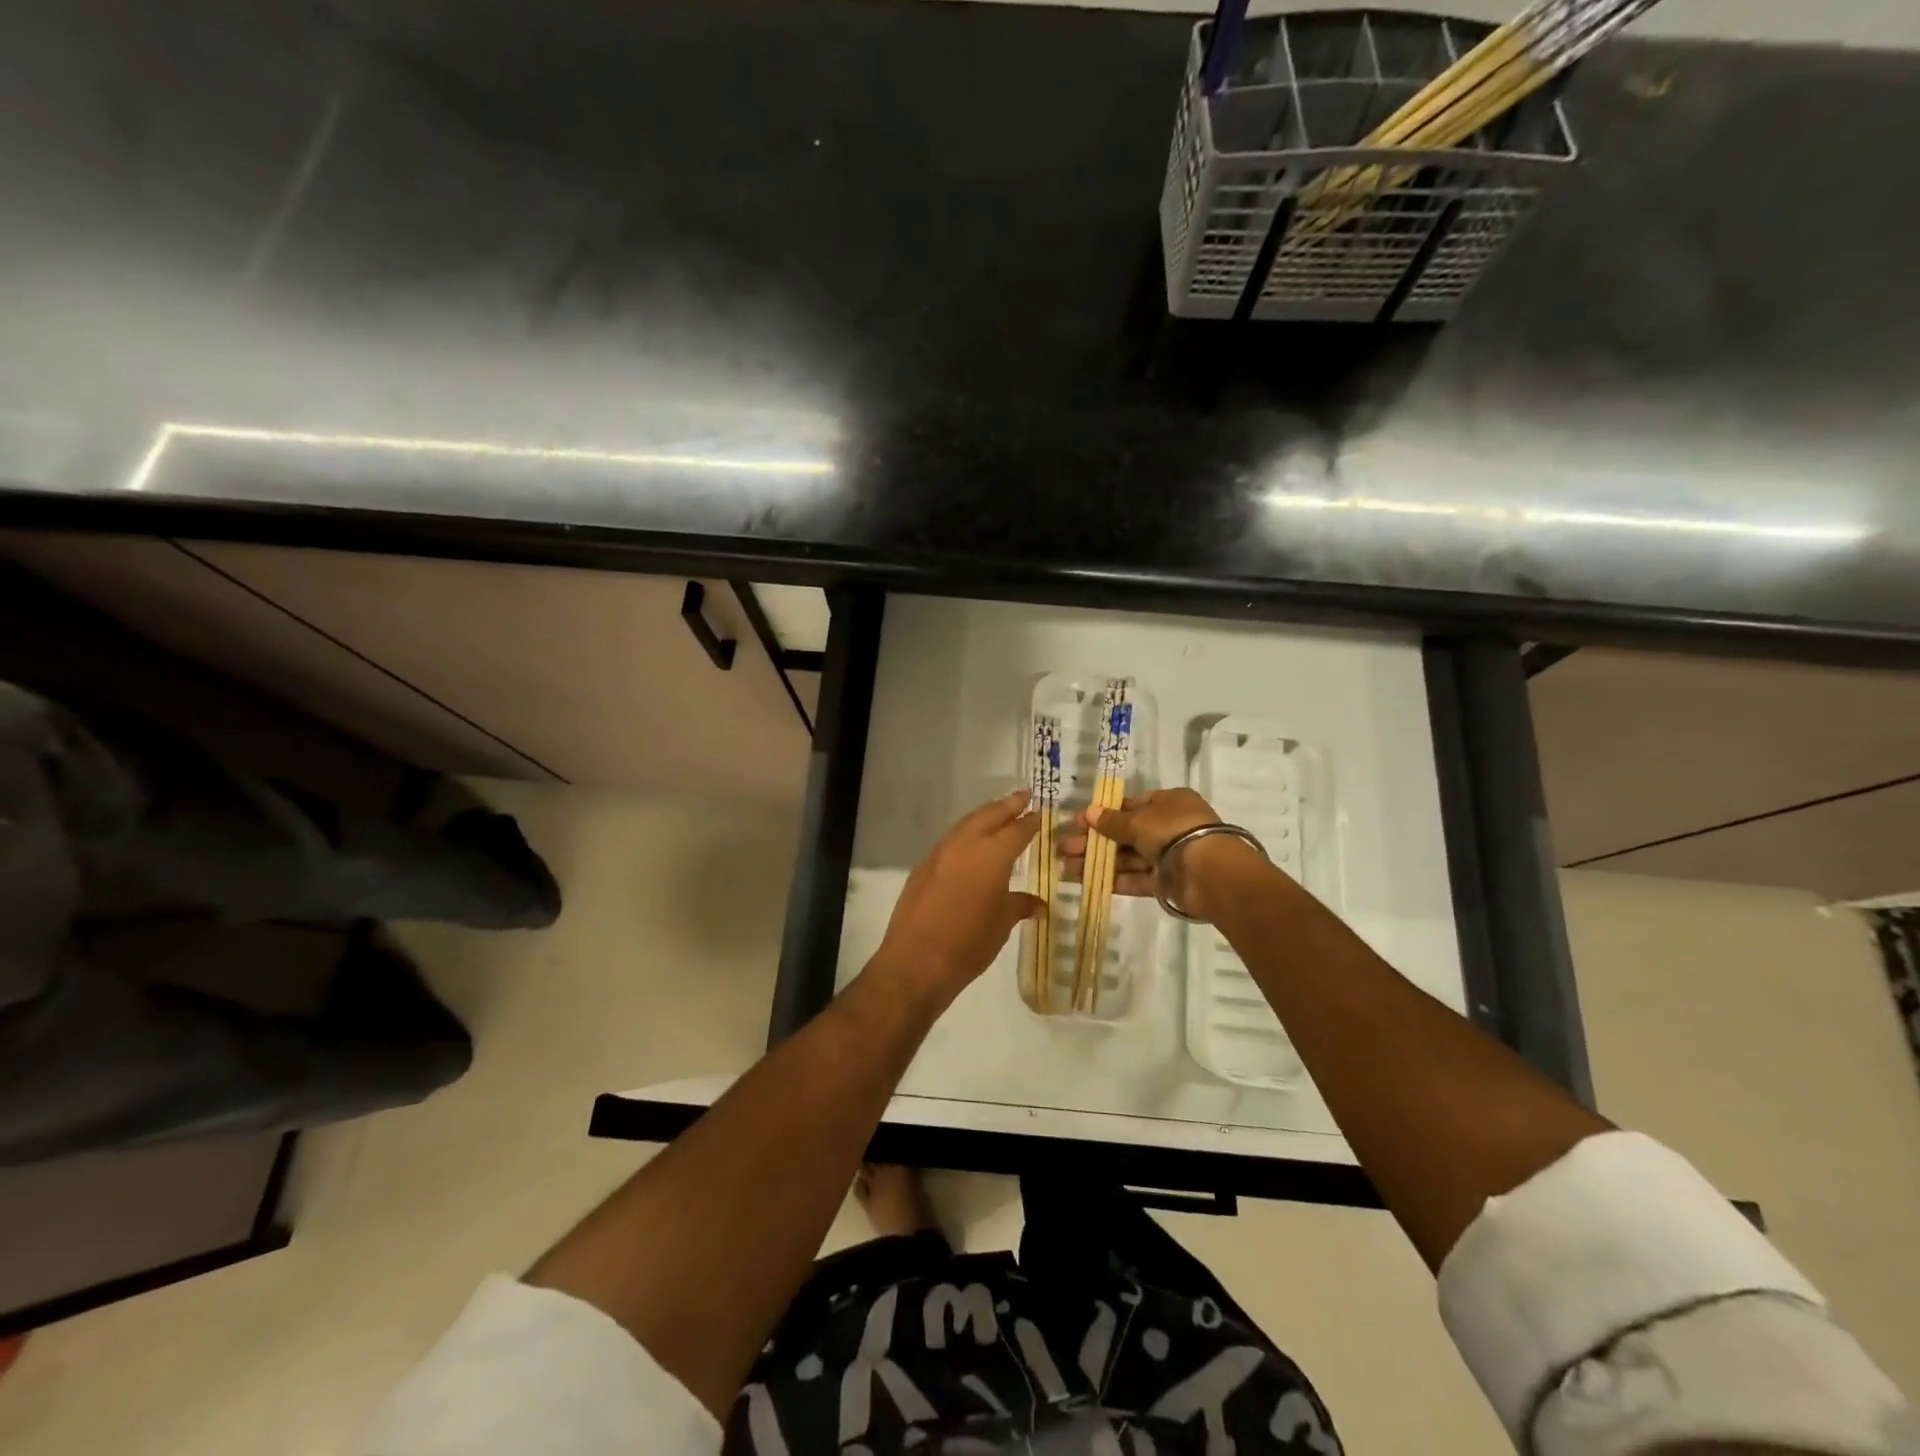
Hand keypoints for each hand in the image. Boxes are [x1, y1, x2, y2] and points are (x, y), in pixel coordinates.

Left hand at [873, 792, 1042, 1006]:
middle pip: (989, 815)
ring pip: (966, 824)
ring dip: (984, 816)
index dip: (1030, 821)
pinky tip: (971, 845)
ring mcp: (940, 853)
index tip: (1040, 812)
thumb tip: (1039, 904)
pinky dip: (965, 835)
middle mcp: (966, 844)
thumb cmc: (969, 943)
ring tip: (998, 814)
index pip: (1017, 830)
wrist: (916, 961)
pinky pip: (950, 841)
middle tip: (1023, 796)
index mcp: (992, 854)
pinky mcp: (923, 867)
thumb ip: (1020, 905)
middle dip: (1007, 805)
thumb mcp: (1002, 924)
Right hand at [1062, 788, 1257, 921]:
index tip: (1079, 823)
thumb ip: (1112, 821)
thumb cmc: (1173, 831)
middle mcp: (1169, 826)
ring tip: (1067, 867)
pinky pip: (1136, 878)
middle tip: (1065, 848)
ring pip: (1127, 857)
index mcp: (1169, 803)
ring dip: (1098, 861)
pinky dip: (1114, 879)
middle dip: (1095, 841)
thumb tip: (1089, 813)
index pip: (1132, 805)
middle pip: (1126, 833)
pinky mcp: (1166, 882)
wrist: (1209, 872)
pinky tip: (1087, 881)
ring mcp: (1168, 856)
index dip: (1104, 813)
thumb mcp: (1138, 820)